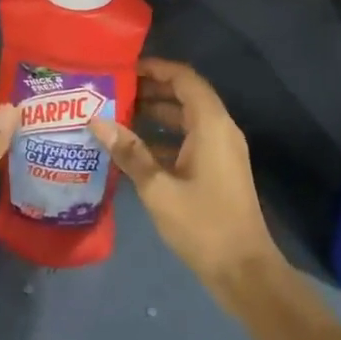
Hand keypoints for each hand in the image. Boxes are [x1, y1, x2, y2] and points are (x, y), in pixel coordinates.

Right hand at [90, 58, 283, 314]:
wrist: (244, 271)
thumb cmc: (203, 225)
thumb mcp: (158, 189)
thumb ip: (129, 152)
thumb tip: (96, 120)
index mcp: (211, 124)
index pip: (184, 78)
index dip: (156, 68)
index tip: (125, 68)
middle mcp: (220, 128)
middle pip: (185, 95)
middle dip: (152, 90)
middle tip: (115, 91)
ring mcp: (222, 149)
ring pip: (187, 118)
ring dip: (157, 114)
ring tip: (119, 115)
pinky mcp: (219, 168)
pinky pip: (191, 138)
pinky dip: (166, 136)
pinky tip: (137, 149)